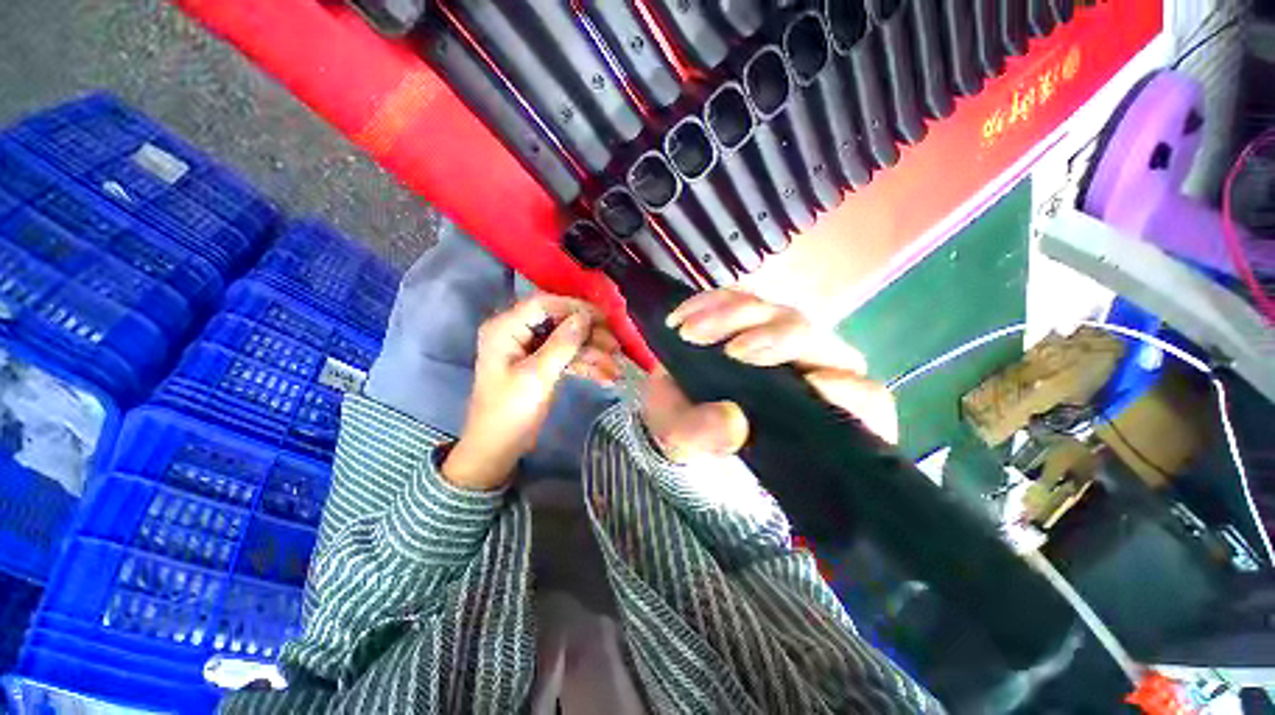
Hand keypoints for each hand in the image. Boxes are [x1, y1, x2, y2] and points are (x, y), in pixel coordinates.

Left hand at [442, 294, 620, 490]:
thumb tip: (585, 317)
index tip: (603, 317)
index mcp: (506, 328)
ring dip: (592, 353)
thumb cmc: (510, 411)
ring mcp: (532, 349)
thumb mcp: (537, 376)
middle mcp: (518, 332)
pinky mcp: (542, 365)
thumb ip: (562, 344)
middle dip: (589, 334)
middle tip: (615, 346)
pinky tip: (607, 377)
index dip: (574, 307)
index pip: (543, 304)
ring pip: (568, 341)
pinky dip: (586, 366)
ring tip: (616, 367)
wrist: (497, 449)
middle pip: (560, 322)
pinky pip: (567, 357)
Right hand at [642, 290, 896, 462]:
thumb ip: (704, 438)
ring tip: (689, 331)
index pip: (863, 401)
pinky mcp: (749, 321)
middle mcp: (805, 373)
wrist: (666, 410)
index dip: (850, 391)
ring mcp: (777, 343)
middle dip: (775, 339)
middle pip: (818, 342)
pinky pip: (741, 299)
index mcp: (811, 416)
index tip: (811, 386)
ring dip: (734, 316)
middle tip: (730, 352)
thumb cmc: (688, 438)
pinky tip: (681, 316)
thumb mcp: (685, 445)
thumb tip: (732, 421)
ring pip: (779, 314)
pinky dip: (711, 303)